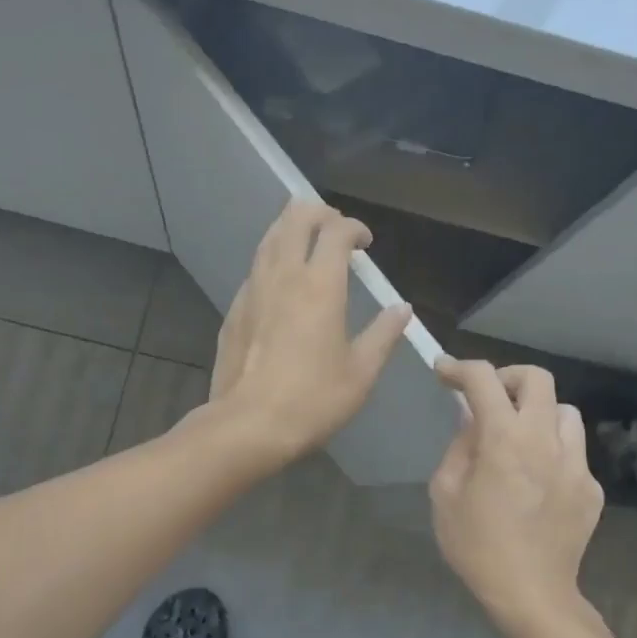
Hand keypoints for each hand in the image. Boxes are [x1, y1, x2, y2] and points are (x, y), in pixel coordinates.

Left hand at [203, 200, 411, 469]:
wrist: (248, 425)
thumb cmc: (313, 399)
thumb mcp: (361, 372)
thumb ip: (383, 334)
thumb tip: (402, 309)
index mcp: (320, 285)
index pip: (336, 231)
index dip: (354, 227)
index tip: (366, 242)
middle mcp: (283, 275)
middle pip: (295, 217)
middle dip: (318, 213)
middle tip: (336, 230)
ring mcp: (252, 289)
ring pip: (269, 237)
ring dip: (291, 230)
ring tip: (308, 244)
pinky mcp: (234, 309)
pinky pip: (255, 268)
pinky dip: (273, 259)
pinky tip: (281, 282)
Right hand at [429, 360, 603, 627]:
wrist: (531, 595)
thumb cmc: (477, 546)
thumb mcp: (445, 493)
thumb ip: (459, 447)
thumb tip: (471, 421)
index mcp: (504, 439)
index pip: (483, 379)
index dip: (459, 368)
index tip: (444, 372)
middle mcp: (545, 440)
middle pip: (537, 378)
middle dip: (507, 378)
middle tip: (489, 399)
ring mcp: (576, 463)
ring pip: (564, 411)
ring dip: (537, 413)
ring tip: (519, 439)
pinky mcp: (591, 487)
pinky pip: (573, 450)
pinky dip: (553, 451)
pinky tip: (537, 481)